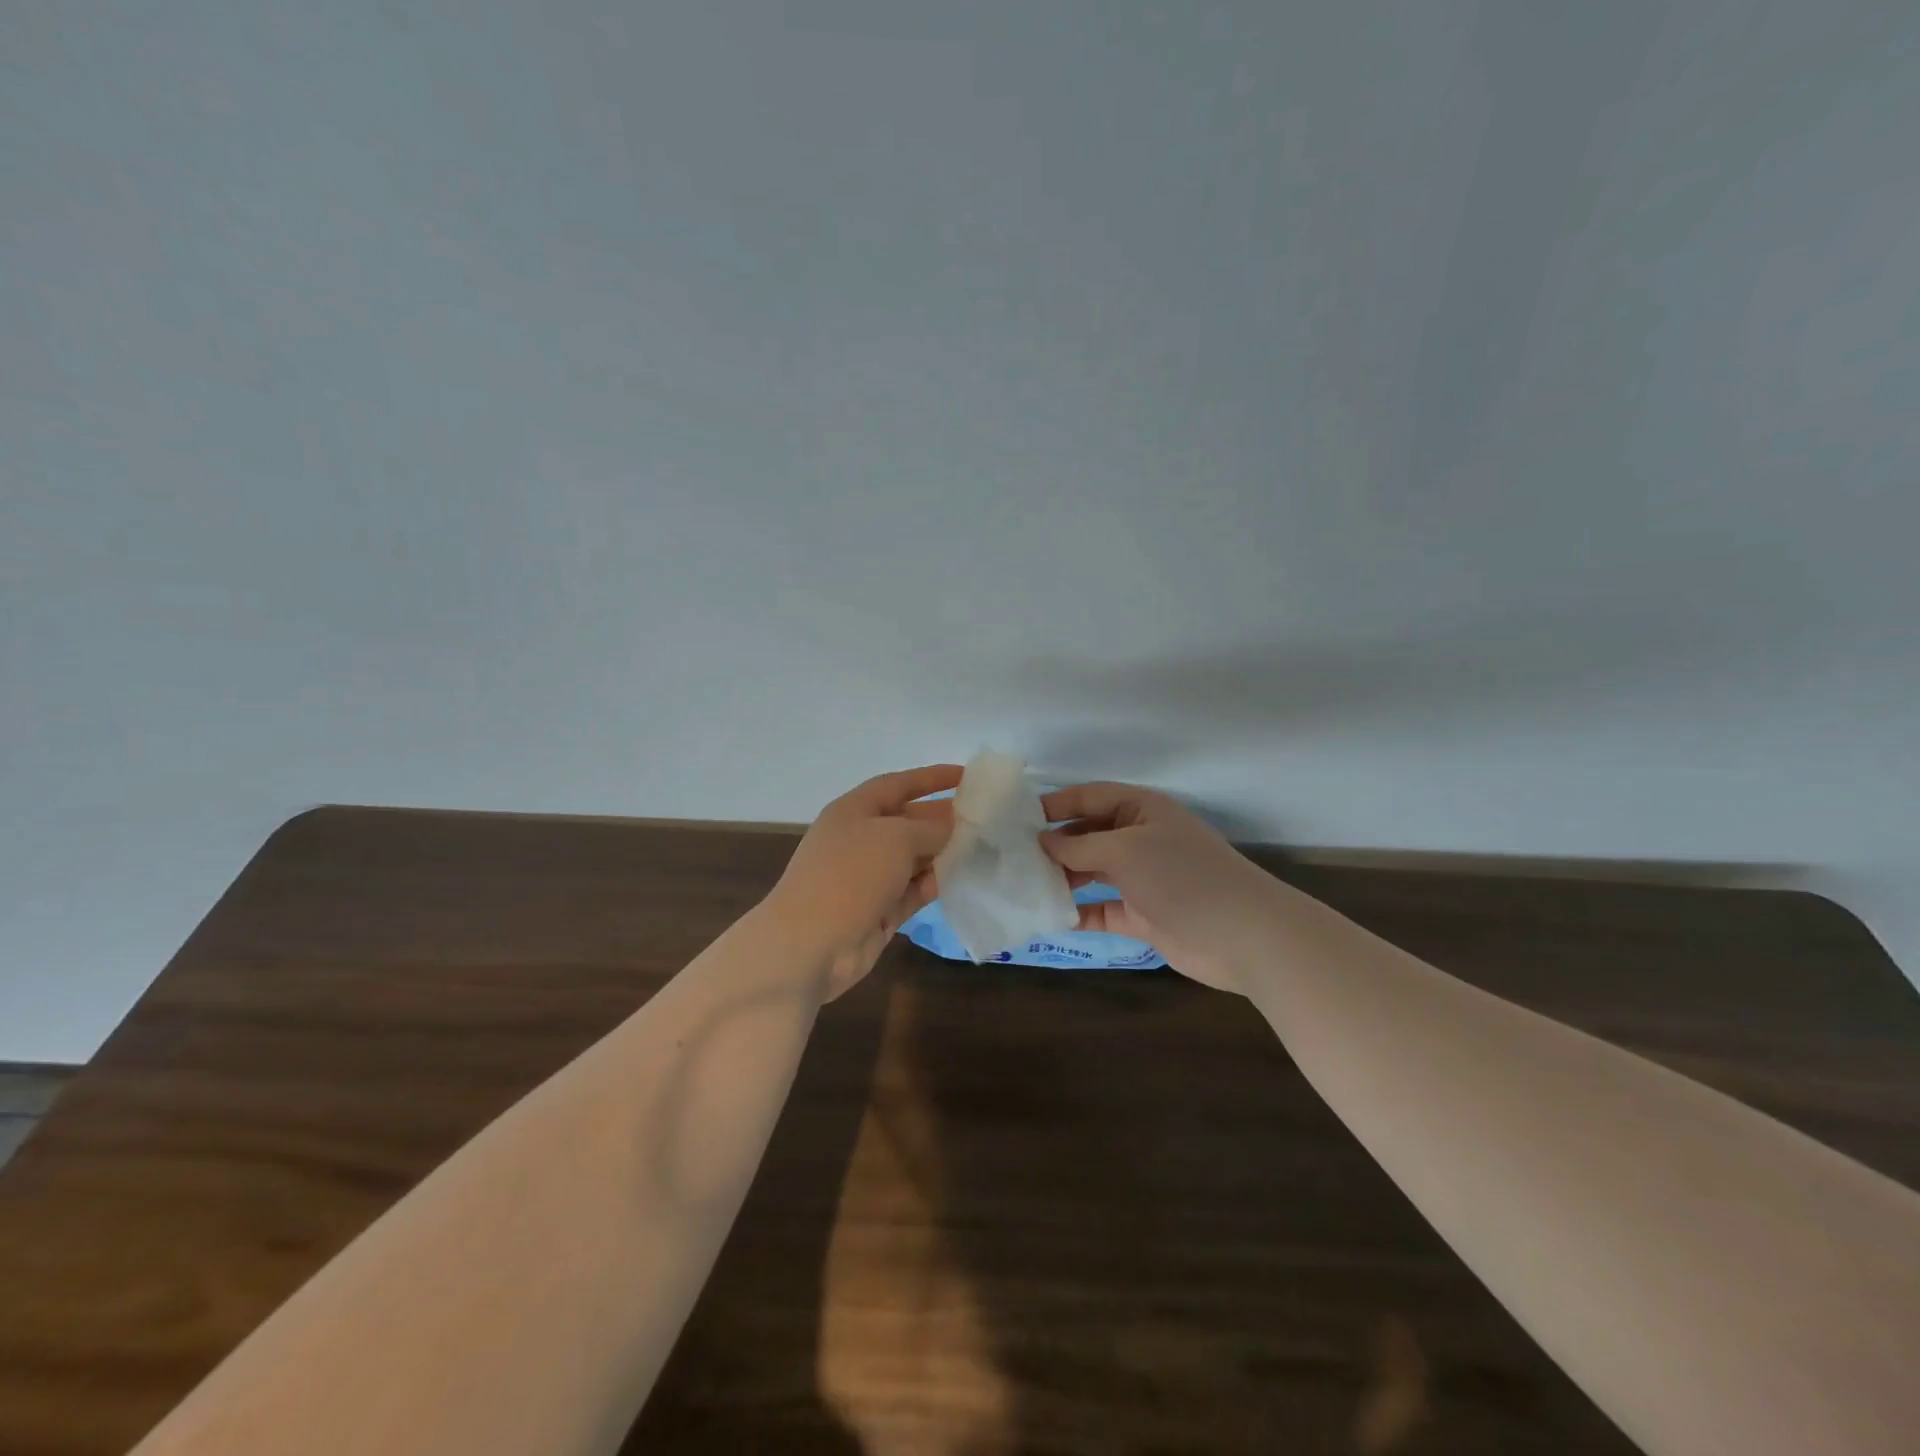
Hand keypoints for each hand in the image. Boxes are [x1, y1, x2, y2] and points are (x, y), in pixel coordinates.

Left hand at [765, 764, 962, 999]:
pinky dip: (933, 884)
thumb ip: (930, 828)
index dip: (932, 778)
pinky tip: (961, 880)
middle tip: (985, 818)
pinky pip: (912, 889)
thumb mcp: (896, 837)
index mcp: (855, 810)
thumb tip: (950, 827)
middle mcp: (861, 839)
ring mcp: (868, 877)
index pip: (898, 784)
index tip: (967, 776)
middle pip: (909, 821)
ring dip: (943, 853)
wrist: (810, 944)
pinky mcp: (878, 910)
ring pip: (913, 858)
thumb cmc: (851, 874)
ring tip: (983, 849)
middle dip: (943, 819)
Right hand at [1039, 782, 1274, 993]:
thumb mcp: (1125, 850)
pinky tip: (1050, 917)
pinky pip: (1102, 909)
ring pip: (1092, 872)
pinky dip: (1079, 912)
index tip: (1018, 818)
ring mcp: (1143, 879)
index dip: (1056, 804)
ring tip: (1024, 885)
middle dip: (1055, 844)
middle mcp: (1141, 839)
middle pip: (1088, 835)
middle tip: (1014, 856)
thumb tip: (1043, 841)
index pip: (1091, 797)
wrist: (1243, 935)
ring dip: (1063, 878)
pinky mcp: (1143, 915)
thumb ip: (1080, 846)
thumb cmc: (1182, 876)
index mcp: (1142, 810)